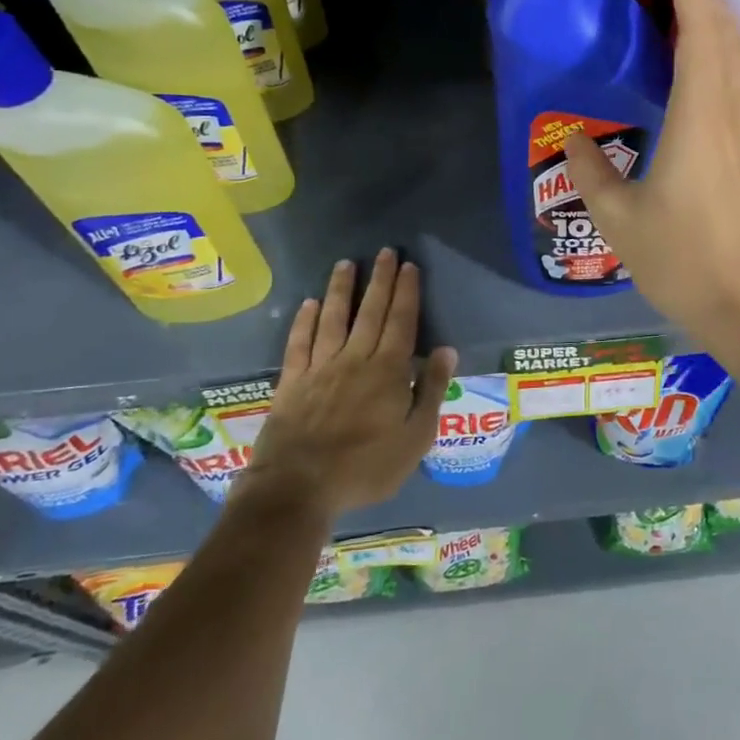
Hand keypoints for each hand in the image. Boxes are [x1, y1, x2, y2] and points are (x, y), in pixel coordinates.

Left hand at [239, 250, 456, 523]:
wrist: (298, 488)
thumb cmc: (366, 467)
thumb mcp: (415, 438)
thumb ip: (432, 391)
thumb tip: (447, 350)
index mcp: (389, 371)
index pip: (402, 321)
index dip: (407, 292)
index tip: (409, 265)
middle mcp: (355, 359)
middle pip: (371, 312)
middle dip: (380, 280)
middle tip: (385, 252)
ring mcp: (320, 368)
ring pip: (334, 318)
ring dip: (342, 289)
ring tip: (347, 264)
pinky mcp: (292, 382)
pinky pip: (300, 342)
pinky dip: (305, 321)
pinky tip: (309, 304)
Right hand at [564, 0, 739, 354]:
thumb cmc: (683, 261)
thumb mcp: (620, 220)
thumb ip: (592, 173)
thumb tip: (572, 140)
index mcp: (700, 118)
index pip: (701, 32)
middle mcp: (733, 115)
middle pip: (726, 37)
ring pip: (738, 61)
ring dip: (715, 28)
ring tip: (681, 15)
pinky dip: (720, 61)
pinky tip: (699, 75)